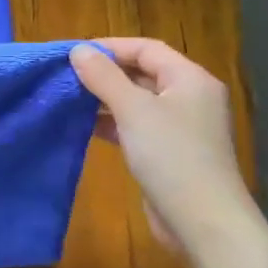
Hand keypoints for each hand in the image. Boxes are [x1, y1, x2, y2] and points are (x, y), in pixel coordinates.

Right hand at [71, 38, 267, 267]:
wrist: (202, 220)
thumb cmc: (171, 156)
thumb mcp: (133, 110)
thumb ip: (104, 77)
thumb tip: (78, 50)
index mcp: (190, 79)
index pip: (146, 49)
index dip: (109, 47)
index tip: (72, 54)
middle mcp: (188, 98)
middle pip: (142, 73)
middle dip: (104, 73)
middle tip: (65, 76)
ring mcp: (179, 127)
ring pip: (136, 101)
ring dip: (104, 99)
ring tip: (67, 99)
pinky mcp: (168, 152)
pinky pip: (135, 126)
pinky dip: (111, 123)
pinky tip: (83, 126)